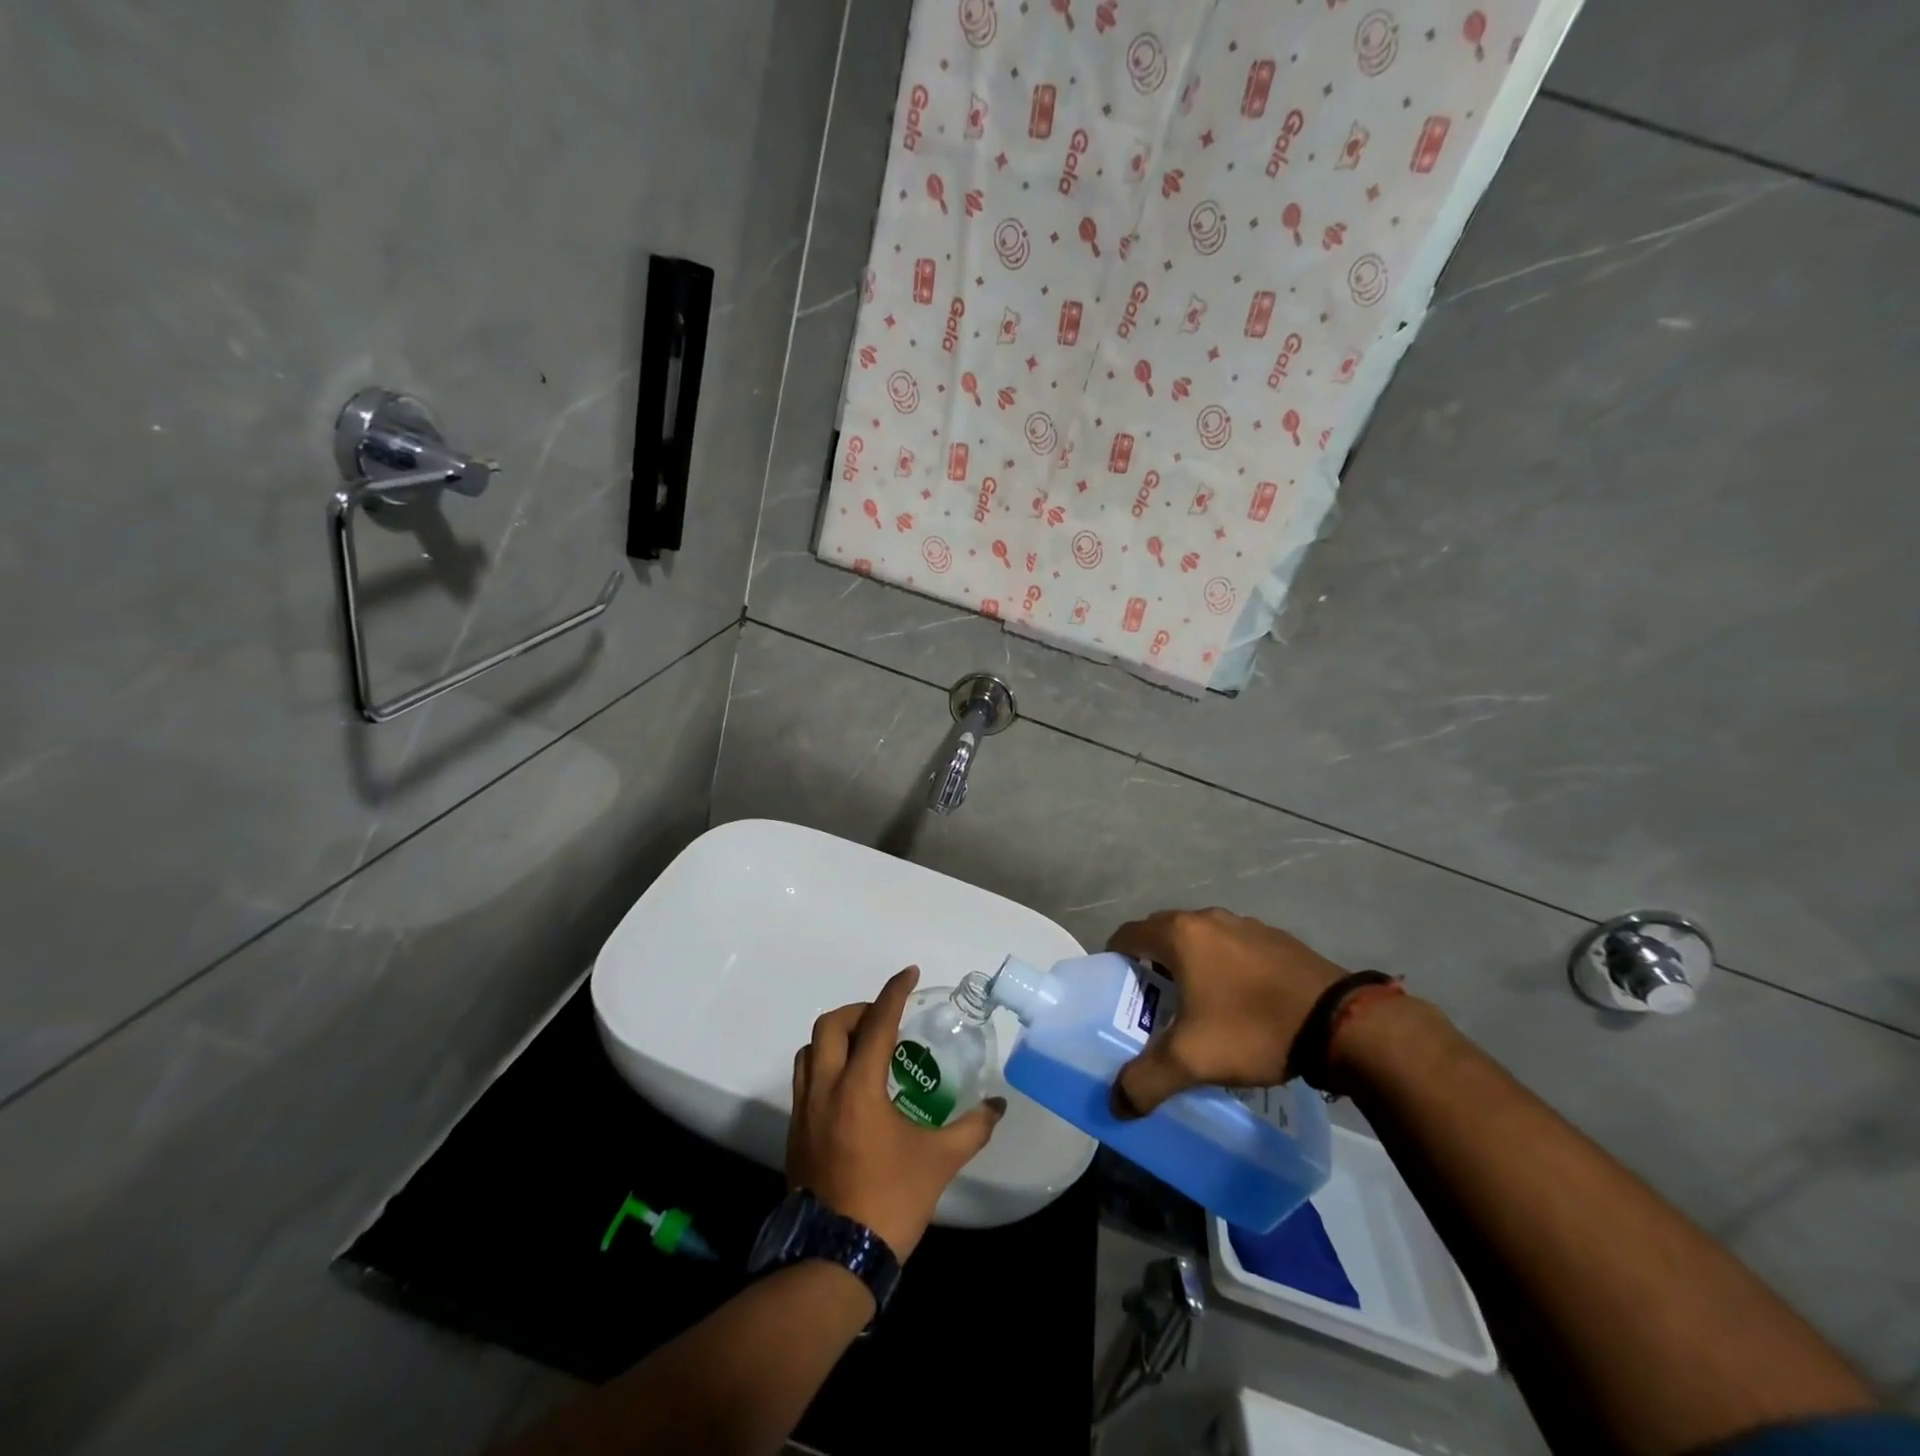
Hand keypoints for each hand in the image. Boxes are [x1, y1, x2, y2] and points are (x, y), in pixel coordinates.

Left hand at [787, 966, 1005, 1258]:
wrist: (833, 1261)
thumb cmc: (888, 1201)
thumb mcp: (938, 1162)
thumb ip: (972, 1128)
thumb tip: (999, 1107)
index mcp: (858, 1087)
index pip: (877, 1023)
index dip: (894, 992)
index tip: (910, 973)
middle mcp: (824, 1089)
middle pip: (830, 1026)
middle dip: (859, 1011)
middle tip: (886, 1020)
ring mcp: (803, 1112)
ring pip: (809, 1051)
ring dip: (836, 1037)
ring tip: (866, 1048)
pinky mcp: (795, 1134)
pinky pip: (804, 1079)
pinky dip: (825, 1065)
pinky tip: (850, 1087)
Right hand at [1107, 909, 1347, 1113]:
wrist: (1341, 1023)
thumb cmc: (1253, 1028)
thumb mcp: (1192, 1060)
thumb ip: (1145, 1081)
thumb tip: (1116, 1104)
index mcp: (1180, 935)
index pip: (1128, 934)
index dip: (1114, 959)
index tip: (1116, 988)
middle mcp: (1208, 919)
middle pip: (1162, 933)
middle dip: (1151, 963)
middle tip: (1152, 1003)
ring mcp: (1247, 925)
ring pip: (1201, 940)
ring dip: (1190, 964)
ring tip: (1197, 1005)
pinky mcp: (1277, 939)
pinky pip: (1234, 948)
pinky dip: (1225, 967)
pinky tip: (1240, 1003)